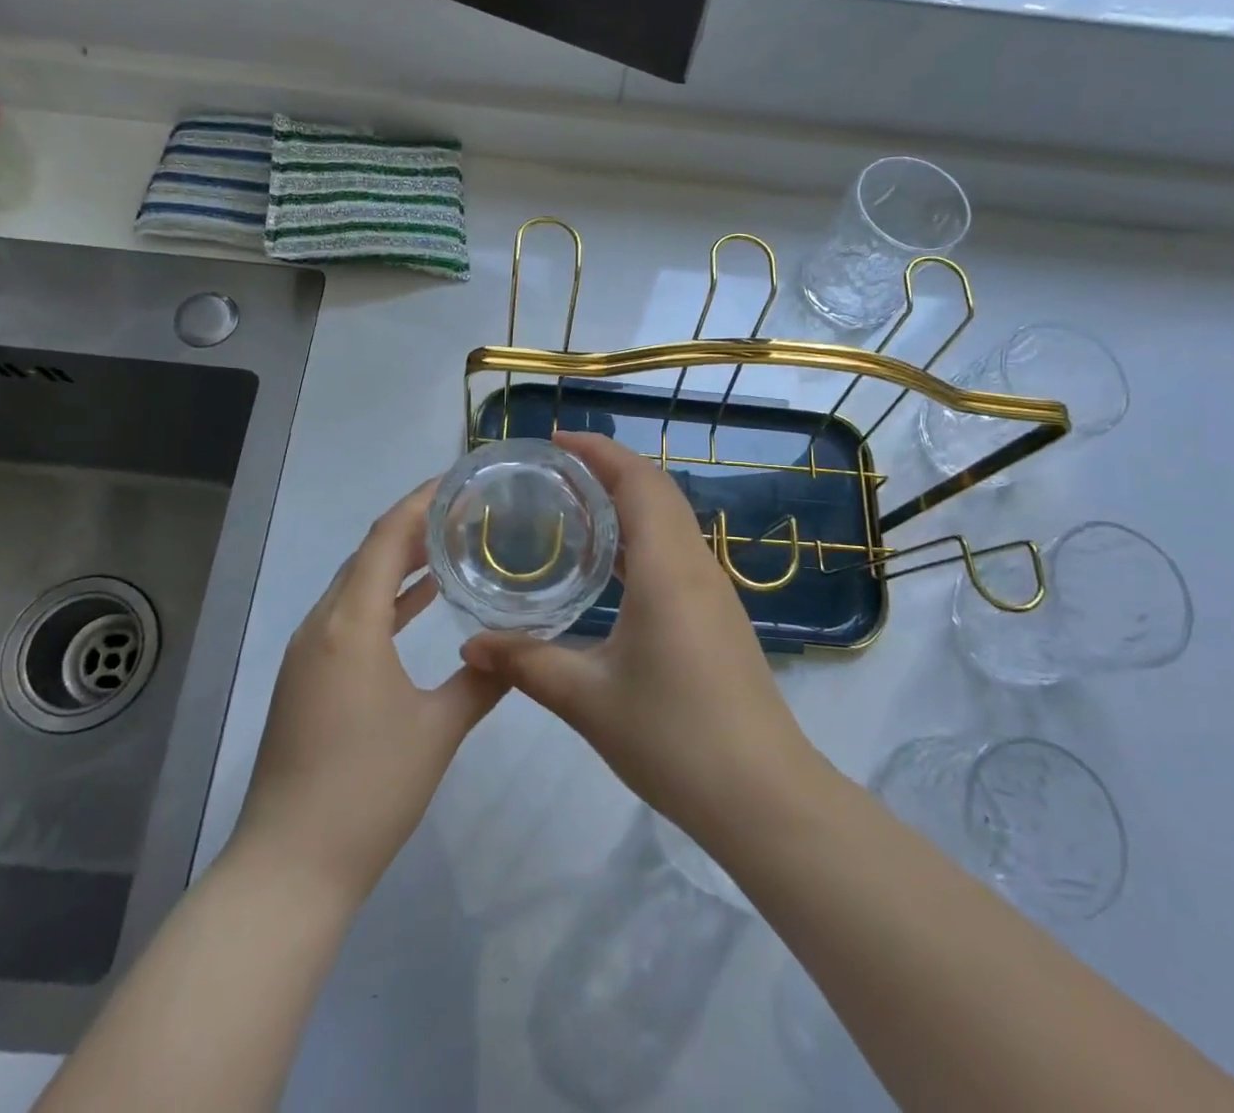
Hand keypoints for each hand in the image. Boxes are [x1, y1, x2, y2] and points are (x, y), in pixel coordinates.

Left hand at [229, 480, 506, 904]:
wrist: (291, 868)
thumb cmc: (368, 791)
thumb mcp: (438, 731)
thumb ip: (482, 681)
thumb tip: (515, 647)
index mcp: (350, 624)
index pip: (385, 538)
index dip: (420, 501)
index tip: (458, 480)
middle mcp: (322, 625)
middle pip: (369, 554)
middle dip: (414, 526)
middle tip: (466, 509)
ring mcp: (309, 652)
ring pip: (357, 585)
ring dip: (399, 562)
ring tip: (450, 543)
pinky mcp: (307, 677)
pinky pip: (350, 616)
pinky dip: (385, 600)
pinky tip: (420, 603)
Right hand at [460, 433, 818, 839]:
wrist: (763, 795)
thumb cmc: (675, 738)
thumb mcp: (588, 700)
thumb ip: (525, 663)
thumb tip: (470, 643)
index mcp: (668, 568)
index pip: (638, 482)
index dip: (599, 451)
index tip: (556, 439)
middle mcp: (695, 565)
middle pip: (657, 490)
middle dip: (609, 467)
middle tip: (555, 469)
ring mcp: (713, 590)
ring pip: (670, 520)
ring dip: (627, 500)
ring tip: (573, 506)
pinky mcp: (717, 615)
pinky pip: (676, 551)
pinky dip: (641, 535)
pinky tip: (609, 565)